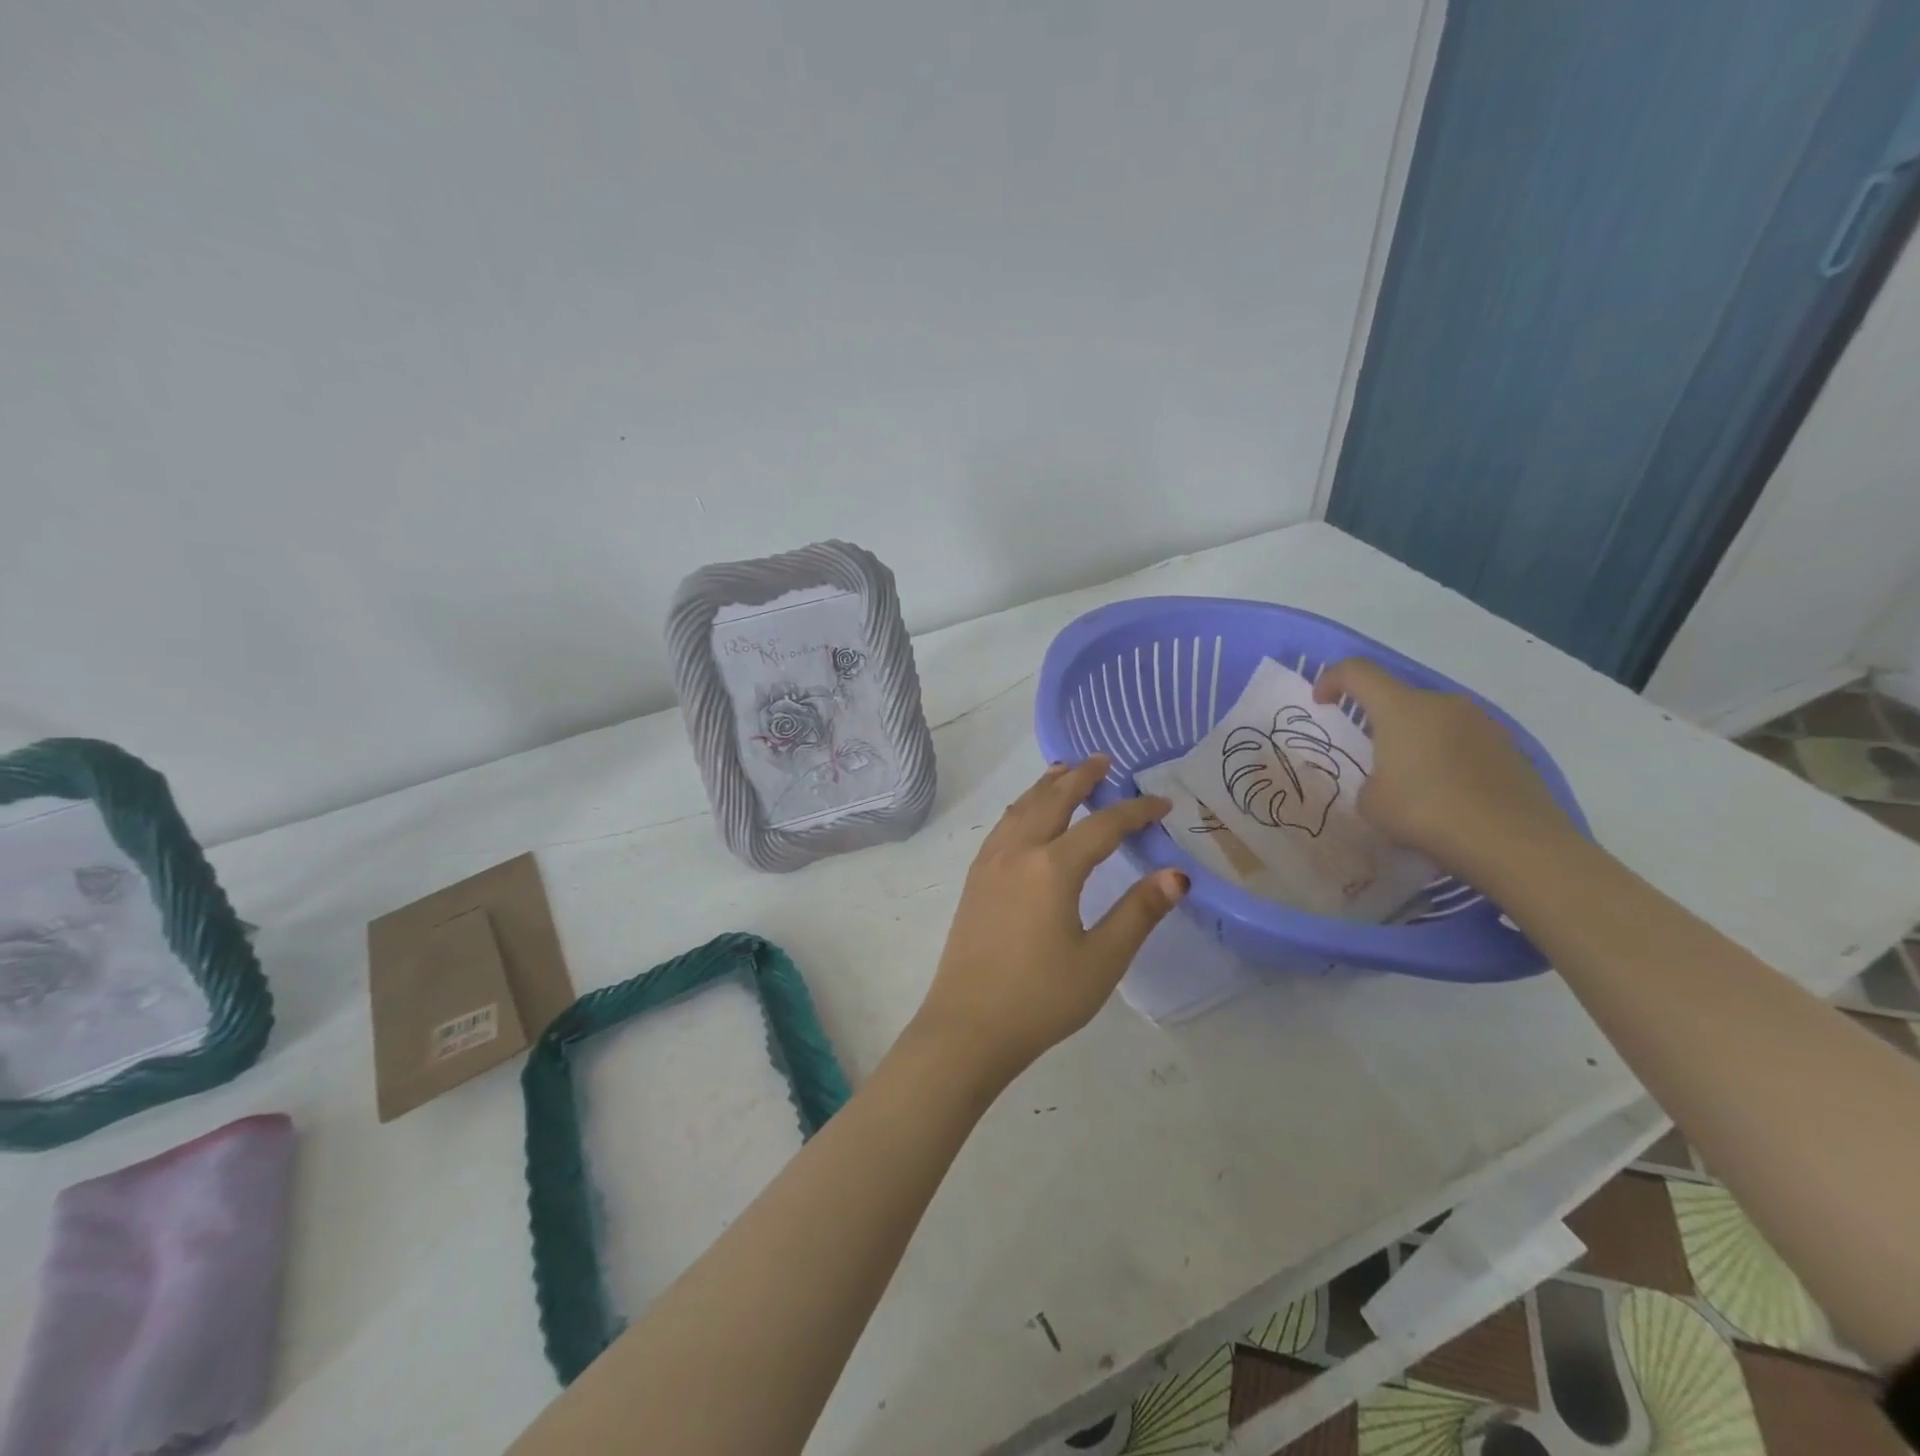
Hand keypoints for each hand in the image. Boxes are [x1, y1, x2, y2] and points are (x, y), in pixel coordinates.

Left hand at [915, 756, 1186, 1087]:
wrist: (968, 1026)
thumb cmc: (1041, 998)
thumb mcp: (1101, 960)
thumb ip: (1138, 913)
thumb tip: (1175, 875)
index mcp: (1053, 868)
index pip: (1103, 826)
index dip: (1135, 811)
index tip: (1162, 804)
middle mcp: (1018, 852)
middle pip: (1053, 800)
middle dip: (1081, 777)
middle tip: (1104, 761)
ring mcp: (990, 863)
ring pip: (1021, 807)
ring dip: (1046, 785)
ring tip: (1064, 771)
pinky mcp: (975, 879)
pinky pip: (1003, 825)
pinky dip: (1021, 806)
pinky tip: (1025, 814)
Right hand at [1314, 658, 1577, 879]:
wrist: (1515, 843)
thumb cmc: (1427, 813)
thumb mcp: (1372, 803)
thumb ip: (1370, 781)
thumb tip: (1389, 781)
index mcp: (1402, 708)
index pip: (1358, 672)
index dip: (1332, 679)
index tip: (1321, 702)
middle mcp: (1443, 703)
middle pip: (1399, 697)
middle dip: (1379, 719)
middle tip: (1370, 755)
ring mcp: (1483, 723)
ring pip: (1434, 720)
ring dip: (1416, 739)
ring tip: (1412, 781)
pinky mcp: (1510, 747)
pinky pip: (1464, 741)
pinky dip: (1447, 757)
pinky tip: (1447, 795)